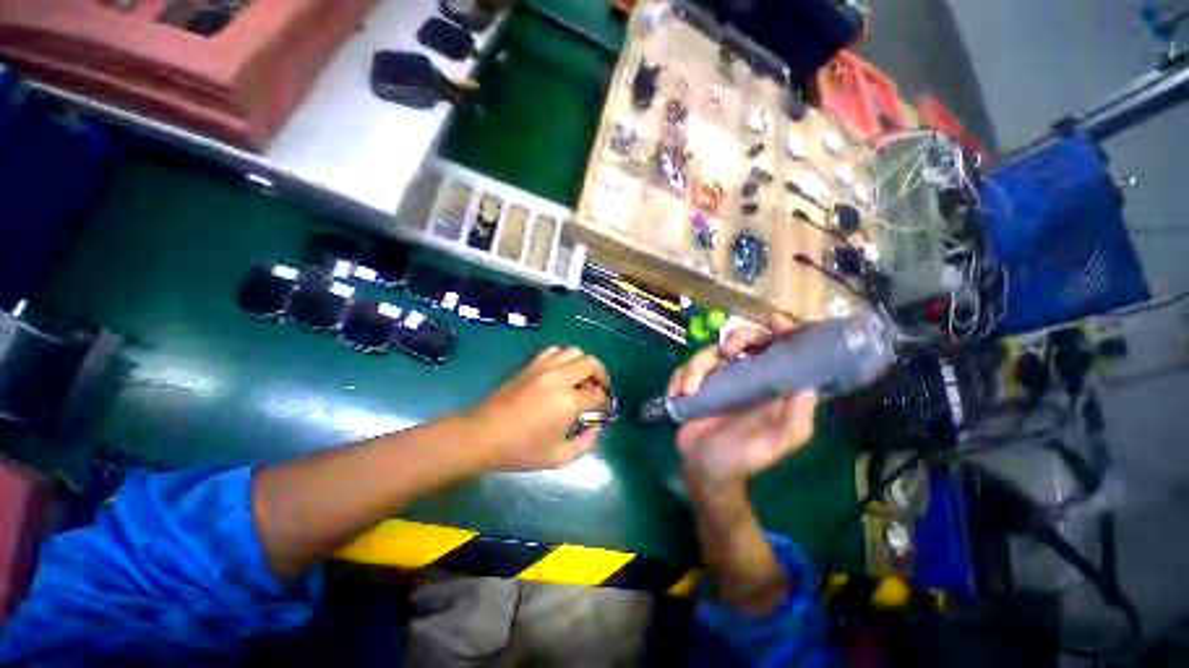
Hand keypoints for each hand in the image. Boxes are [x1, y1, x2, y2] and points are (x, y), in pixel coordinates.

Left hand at [469, 346, 611, 471]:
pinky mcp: (531, 366)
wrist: (484, 435)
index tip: (603, 409)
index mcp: (568, 402)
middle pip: (591, 363)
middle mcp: (559, 378)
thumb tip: (596, 426)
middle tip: (599, 390)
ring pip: (574, 351)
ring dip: (583, 364)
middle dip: (601, 375)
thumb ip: (585, 443)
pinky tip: (562, 373)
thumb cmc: (521, 450)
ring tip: (581, 380)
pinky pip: (554, 351)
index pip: (597, 393)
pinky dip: (564, 358)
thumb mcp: (558, 457)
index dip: (605, 401)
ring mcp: (543, 368)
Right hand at [668, 313, 818, 486]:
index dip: (782, 330)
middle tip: (727, 351)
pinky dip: (680, 377)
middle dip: (737, 337)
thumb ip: (795, 421)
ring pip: (709, 353)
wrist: (704, 471)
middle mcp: (747, 377)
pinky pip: (686, 369)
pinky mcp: (696, 385)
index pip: (782, 349)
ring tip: (689, 390)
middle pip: (744, 339)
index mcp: (771, 387)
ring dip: (696, 367)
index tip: (774, 323)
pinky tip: (678, 394)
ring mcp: (719, 379)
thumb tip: (808, 385)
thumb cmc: (741, 458)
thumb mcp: (773, 445)